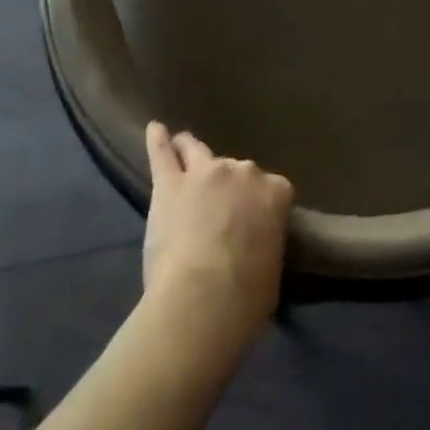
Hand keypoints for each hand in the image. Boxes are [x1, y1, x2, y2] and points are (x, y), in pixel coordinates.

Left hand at [143, 122, 293, 341]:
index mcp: (274, 192)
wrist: (205, 299)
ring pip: (197, 151)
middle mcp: (242, 172)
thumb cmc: (248, 296)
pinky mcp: (170, 183)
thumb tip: (255, 244)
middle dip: (228, 185)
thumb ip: (265, 240)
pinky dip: (157, 141)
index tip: (253, 220)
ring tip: (183, 150)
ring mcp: (204, 173)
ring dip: (191, 151)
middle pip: (236, 170)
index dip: (260, 204)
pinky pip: (162, 153)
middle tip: (216, 209)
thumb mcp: (272, 265)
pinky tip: (154, 129)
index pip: (272, 188)